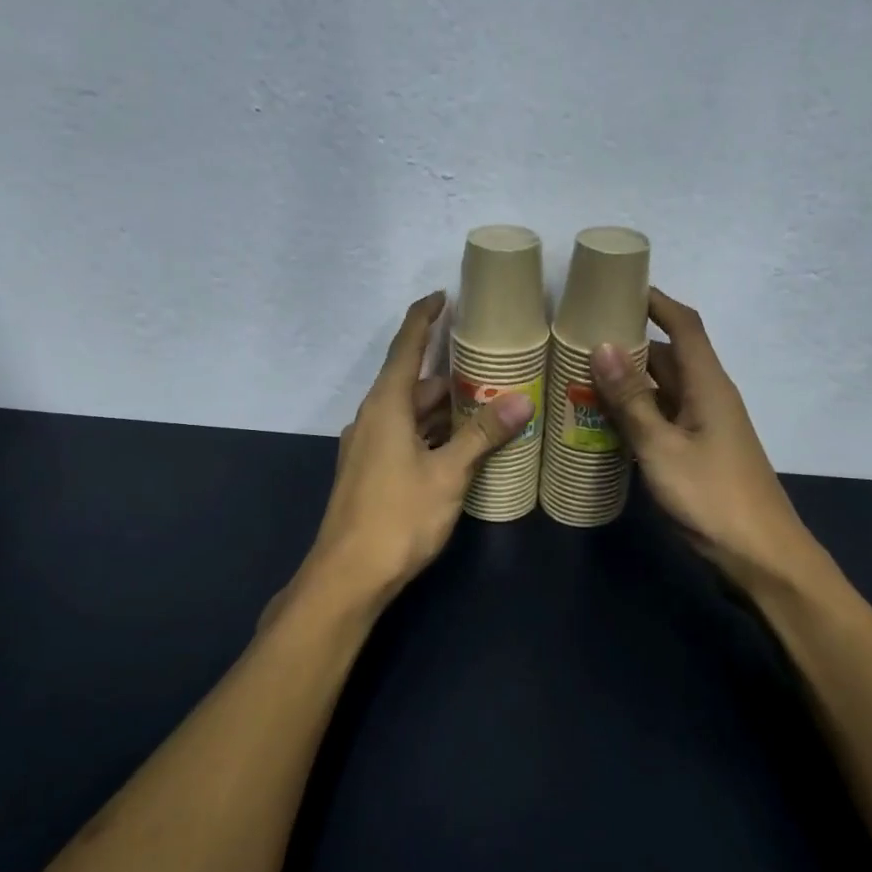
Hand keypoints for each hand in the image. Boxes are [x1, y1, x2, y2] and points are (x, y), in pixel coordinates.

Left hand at [302, 292, 532, 607]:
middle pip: (414, 384)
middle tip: (494, 369)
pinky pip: (406, 438)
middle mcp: (372, 419)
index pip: (405, 347)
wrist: (349, 575)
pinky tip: (461, 446)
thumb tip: (522, 401)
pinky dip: (432, 434)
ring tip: (488, 405)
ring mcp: (368, 447)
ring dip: (445, 410)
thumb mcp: (448, 474)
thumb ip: (483, 435)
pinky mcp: (370, 472)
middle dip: (452, 377)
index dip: (424, 318)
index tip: (444, 296)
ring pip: (411, 415)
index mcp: (386, 406)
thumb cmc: (398, 516)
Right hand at [590, 289, 828, 594]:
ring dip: (628, 381)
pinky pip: (661, 419)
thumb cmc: (712, 498)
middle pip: (669, 356)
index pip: (685, 325)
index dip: (656, 301)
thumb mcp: (662, 448)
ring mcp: (704, 428)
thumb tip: (602, 346)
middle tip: (579, 337)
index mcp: (708, 385)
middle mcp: (708, 398)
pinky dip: (634, 414)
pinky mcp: (697, 454)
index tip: (618, 287)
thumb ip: (631, 400)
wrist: (761, 558)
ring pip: (662, 391)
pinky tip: (602, 422)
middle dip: (630, 343)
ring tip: (579, 374)